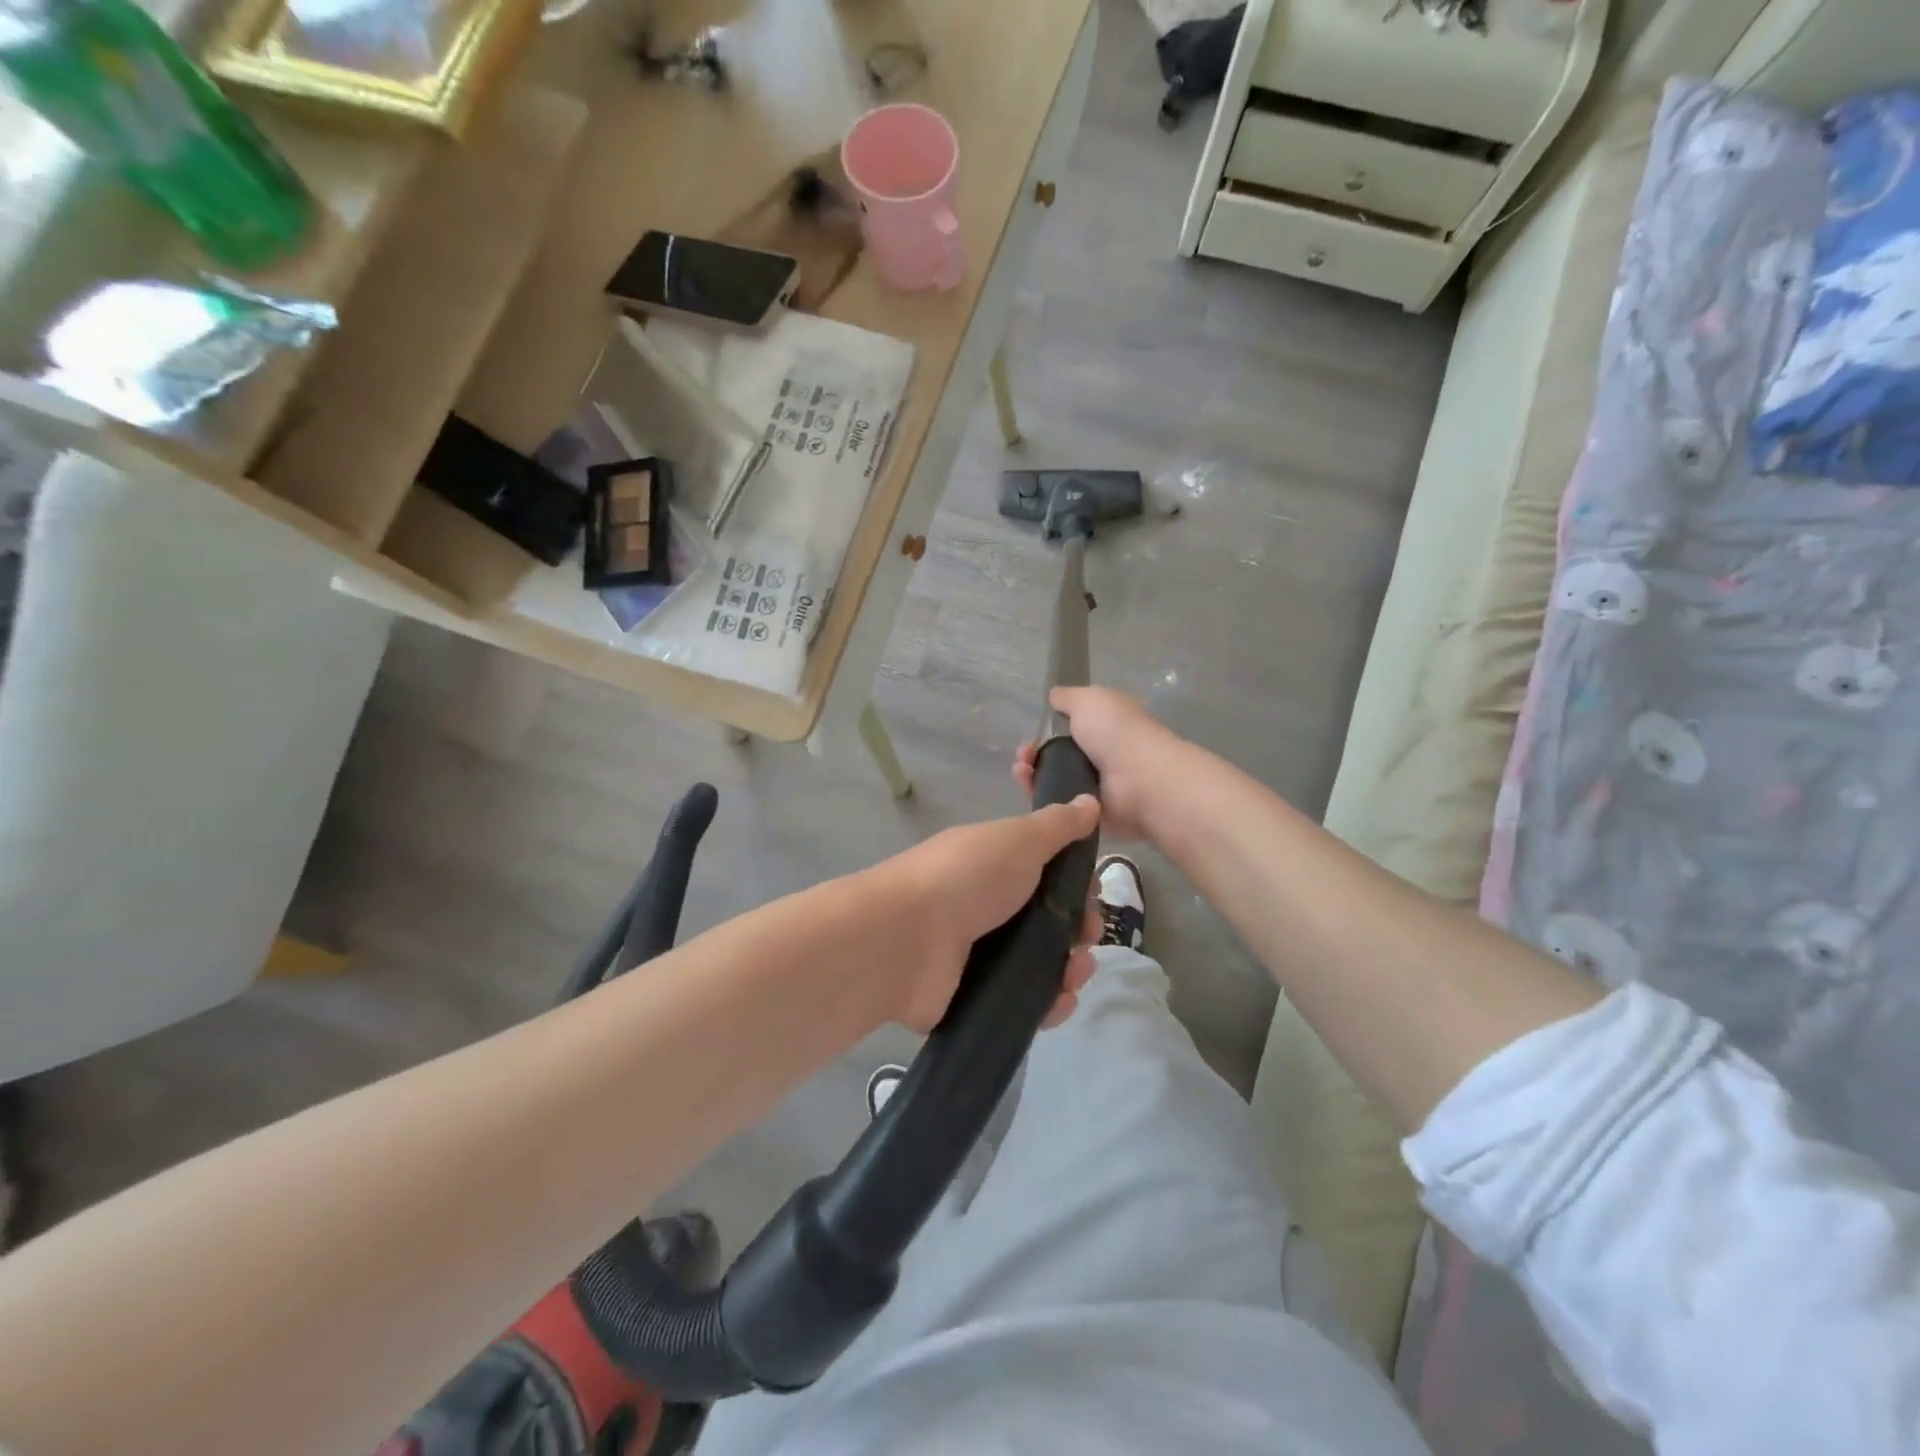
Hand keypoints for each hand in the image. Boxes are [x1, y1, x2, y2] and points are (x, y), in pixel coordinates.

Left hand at [872, 796, 1103, 1032]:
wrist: (904, 939)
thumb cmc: (966, 878)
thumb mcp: (1017, 839)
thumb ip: (1056, 825)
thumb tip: (1088, 801)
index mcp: (994, 867)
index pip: (1047, 875)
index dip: (1076, 884)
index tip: (1092, 891)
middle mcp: (987, 909)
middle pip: (1050, 923)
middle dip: (1080, 929)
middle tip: (1086, 937)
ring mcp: (979, 957)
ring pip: (1042, 965)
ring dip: (1070, 969)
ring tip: (1074, 974)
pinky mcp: (975, 999)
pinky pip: (1023, 1003)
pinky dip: (1048, 1005)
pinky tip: (1059, 1001)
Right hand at [1014, 688, 1181, 841]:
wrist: (1138, 780)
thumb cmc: (1115, 732)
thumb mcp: (1089, 699)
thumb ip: (1068, 697)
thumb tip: (1054, 696)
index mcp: (1104, 726)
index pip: (1069, 728)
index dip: (1046, 729)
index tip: (1032, 733)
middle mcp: (1099, 755)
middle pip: (1055, 756)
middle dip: (1033, 754)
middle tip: (1023, 757)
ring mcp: (1093, 786)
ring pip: (1052, 780)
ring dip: (1031, 774)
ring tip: (1022, 771)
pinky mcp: (1086, 813)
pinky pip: (1057, 805)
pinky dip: (1041, 797)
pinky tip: (1030, 788)